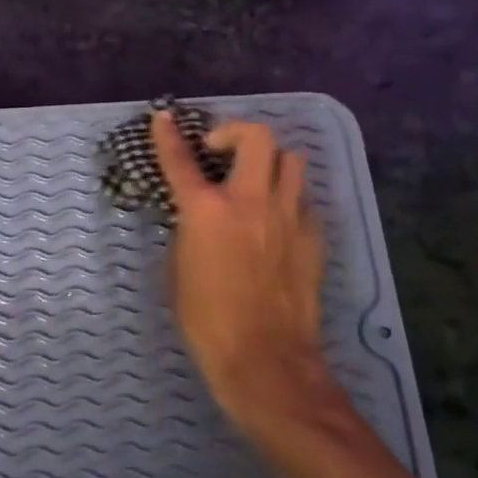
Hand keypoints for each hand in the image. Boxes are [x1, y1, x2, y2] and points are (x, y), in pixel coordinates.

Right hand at [150, 112, 336, 438]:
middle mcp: (251, 201)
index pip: (181, 160)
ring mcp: (288, 216)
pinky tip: (277, 221)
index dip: (168, 135)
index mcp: (207, 211)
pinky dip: (287, 199)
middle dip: (236, 132)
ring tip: (255, 180)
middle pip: (257, 137)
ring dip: (270, 162)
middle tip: (221, 151)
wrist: (266, 359)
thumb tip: (197, 217)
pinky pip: (303, 200)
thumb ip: (188, 232)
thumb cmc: (207, 321)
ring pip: (291, 160)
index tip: (164, 118)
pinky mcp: (313, 237)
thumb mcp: (178, 271)